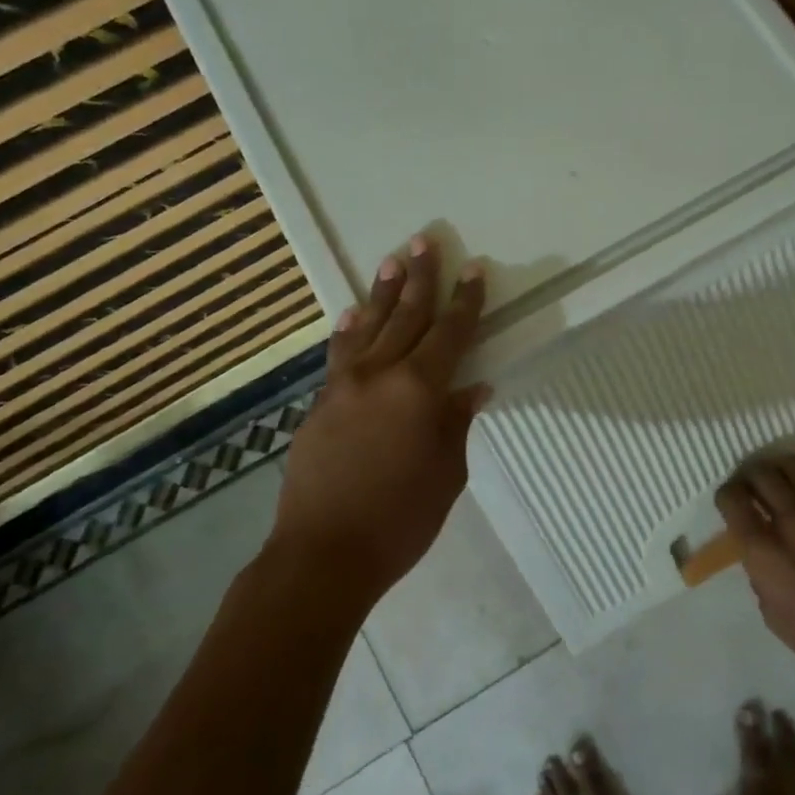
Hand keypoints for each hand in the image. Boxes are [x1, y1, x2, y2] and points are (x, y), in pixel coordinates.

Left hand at [273, 235, 490, 611]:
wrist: (324, 553)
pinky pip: (340, 356)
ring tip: (392, 260)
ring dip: (383, 293)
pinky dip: (350, 331)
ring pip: (369, 327)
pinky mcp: (320, 404)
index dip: (465, 301)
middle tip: (426, 241)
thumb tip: (472, 388)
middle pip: (406, 317)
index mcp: (419, 390)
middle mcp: (380, 375)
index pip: (450, 334)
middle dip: (420, 279)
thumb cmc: (400, 520)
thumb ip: (456, 423)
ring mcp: (344, 387)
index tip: (473, 269)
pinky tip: (353, 315)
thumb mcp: (447, 473)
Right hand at [715, 457, 794, 696]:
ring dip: (780, 471)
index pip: (732, 498)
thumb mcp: (769, 608)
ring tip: (779, 486)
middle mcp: (792, 518)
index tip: (728, 505)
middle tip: (749, 490)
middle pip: (761, 472)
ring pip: (794, 464)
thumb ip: (758, 568)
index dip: (725, 497)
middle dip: (748, 477)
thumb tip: (759, 547)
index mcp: (764, 548)